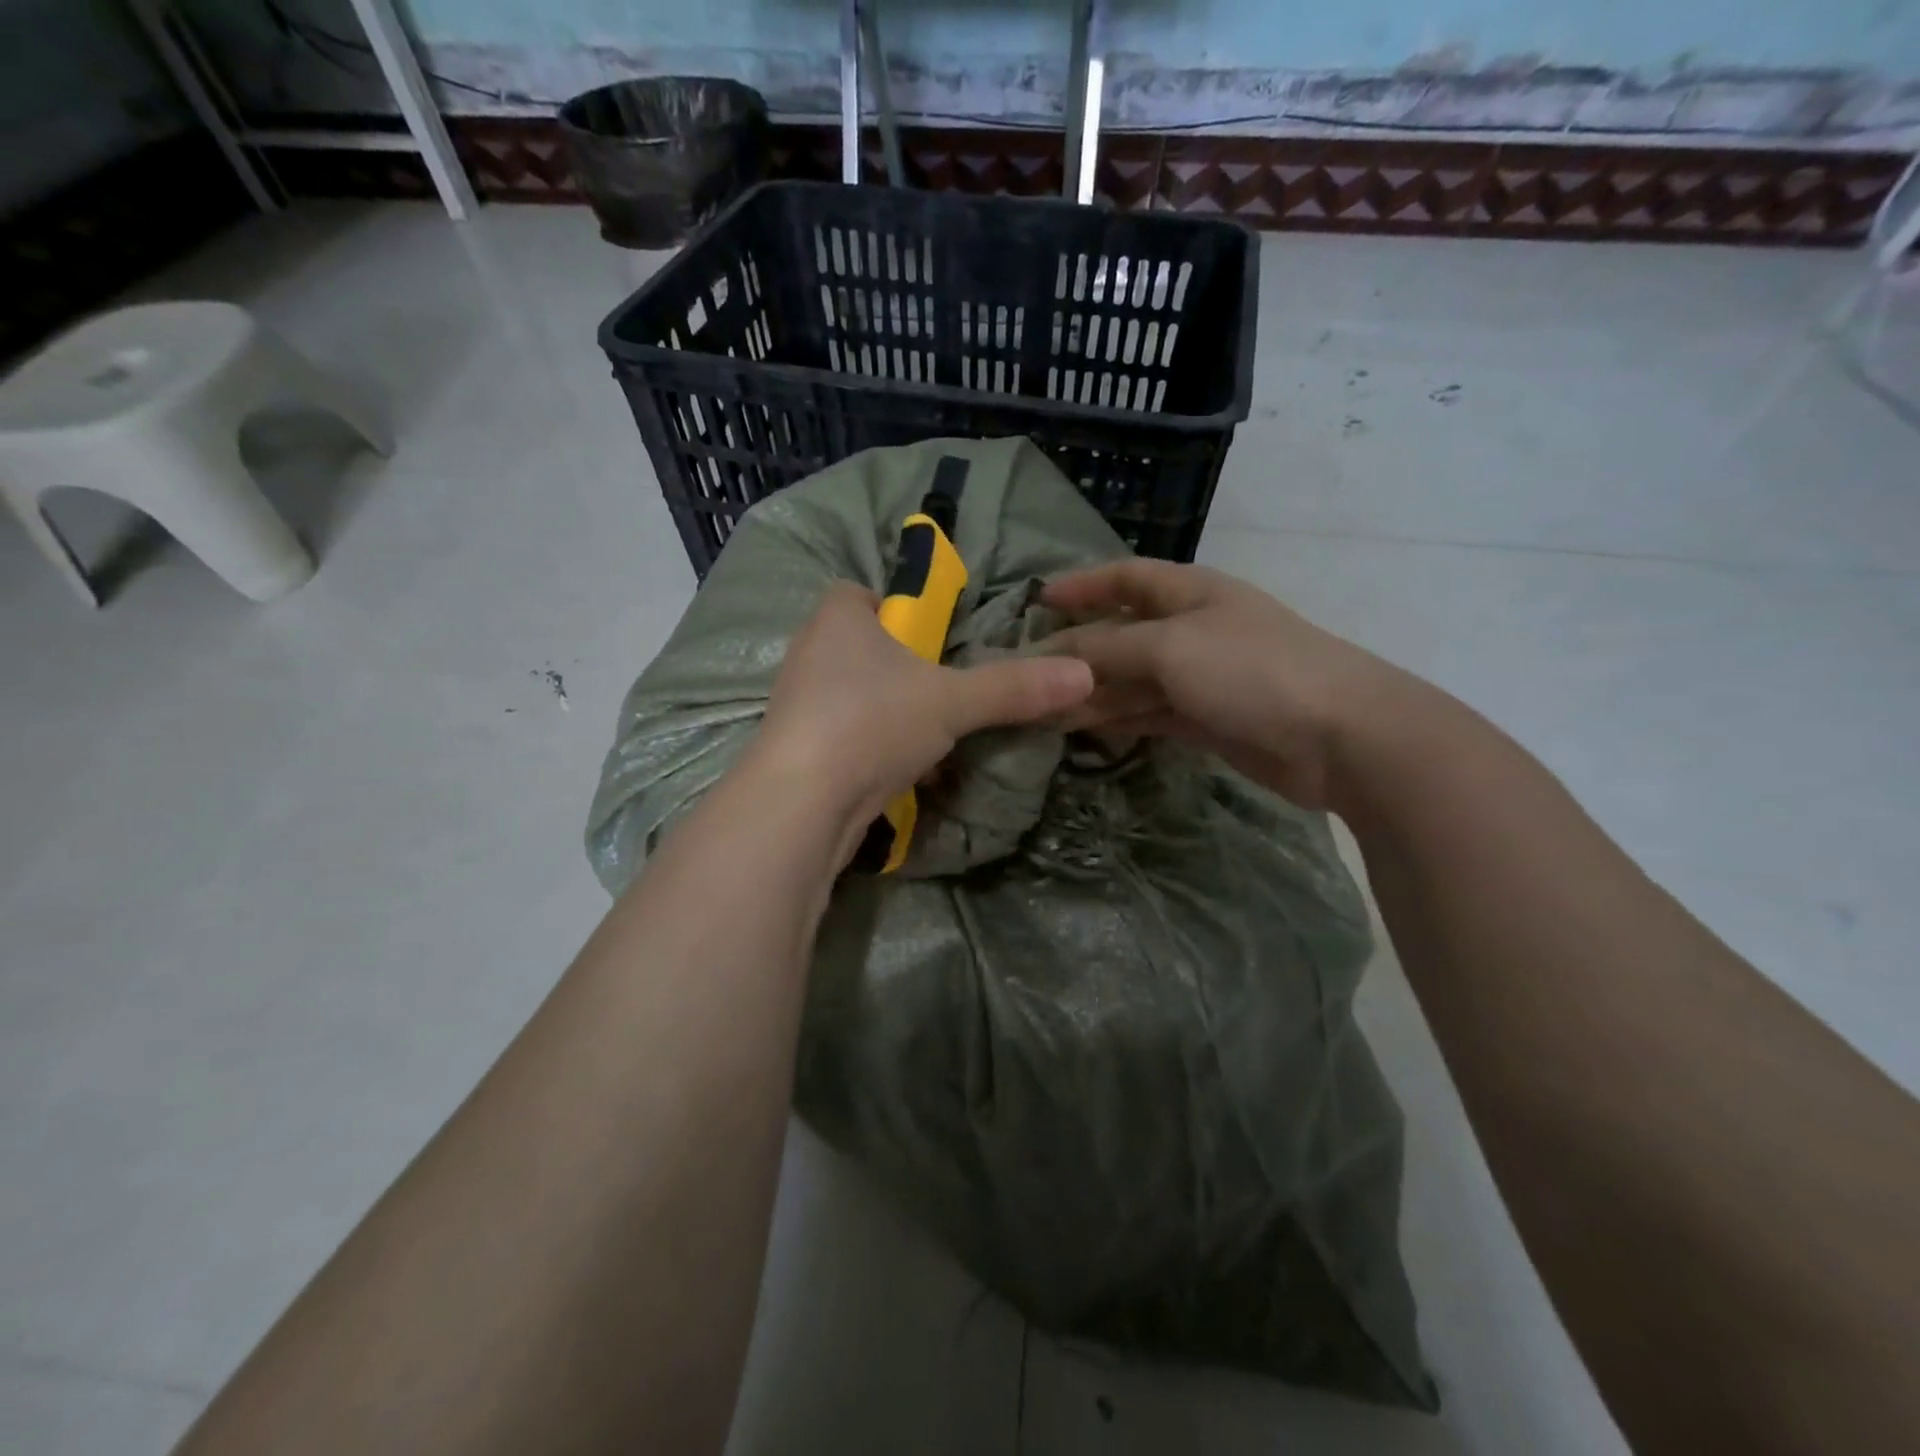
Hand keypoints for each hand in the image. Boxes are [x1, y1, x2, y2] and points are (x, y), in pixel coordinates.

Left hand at [752, 583, 1094, 861]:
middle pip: (860, 648)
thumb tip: (1085, 674)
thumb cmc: (872, 722)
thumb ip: (1014, 687)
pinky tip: (903, 773)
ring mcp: (797, 705)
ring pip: (853, 696)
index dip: (893, 608)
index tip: (930, 637)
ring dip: (889, 713)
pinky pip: (844, 736)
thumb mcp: (953, 701)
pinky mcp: (797, 750)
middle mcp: (809, 653)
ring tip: (929, 737)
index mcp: (837, 619)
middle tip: (941, 688)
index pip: (858, 593)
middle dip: (900, 667)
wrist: (801, 803)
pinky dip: (872, 748)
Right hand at [1043, 560, 1404, 810]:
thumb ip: (1108, 649)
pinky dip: (1120, 720)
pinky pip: (1151, 714)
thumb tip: (1052, 656)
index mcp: (1191, 592)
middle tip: (1027, 676)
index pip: (1126, 577)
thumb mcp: (1170, 648)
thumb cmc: (1251, 671)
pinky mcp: (1209, 719)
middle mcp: (1194, 629)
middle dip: (1078, 652)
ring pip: (1134, 680)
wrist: (1339, 736)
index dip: (1083, 585)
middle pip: (1123, 634)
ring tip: (1044, 713)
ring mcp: (1203, 677)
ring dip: (1093, 693)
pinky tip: (1087, 730)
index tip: (1038, 600)